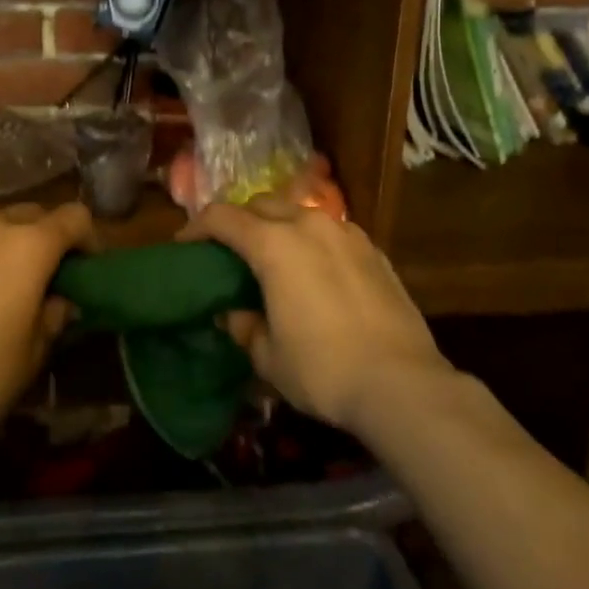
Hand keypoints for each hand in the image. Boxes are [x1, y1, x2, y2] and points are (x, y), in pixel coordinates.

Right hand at [182, 198, 449, 434]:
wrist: (403, 383)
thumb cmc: (324, 369)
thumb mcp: (269, 357)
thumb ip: (245, 327)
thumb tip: (236, 314)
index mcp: (274, 244)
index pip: (222, 217)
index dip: (197, 227)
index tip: (185, 244)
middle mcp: (308, 224)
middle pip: (261, 205)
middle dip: (239, 221)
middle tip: (229, 251)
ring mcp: (346, 233)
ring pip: (299, 212)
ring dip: (278, 226)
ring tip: (274, 257)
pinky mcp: (374, 250)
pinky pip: (330, 232)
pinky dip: (311, 240)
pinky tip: (315, 271)